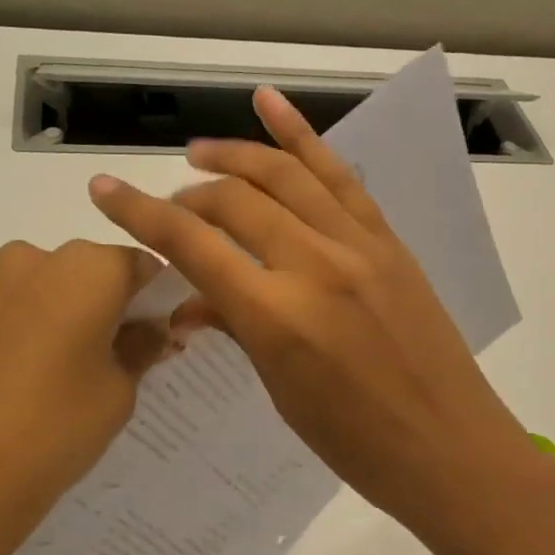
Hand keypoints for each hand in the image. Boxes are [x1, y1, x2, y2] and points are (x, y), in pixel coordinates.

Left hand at [0, 240, 171, 554]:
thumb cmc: (52, 428)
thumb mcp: (118, 391)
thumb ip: (141, 348)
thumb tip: (152, 328)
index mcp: (87, 267)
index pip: (143, 266)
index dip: (159, 300)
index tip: (163, 337)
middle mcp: (36, 258)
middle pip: (95, 272)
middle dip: (115, 306)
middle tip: (124, 359)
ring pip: (54, 289)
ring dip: (74, 316)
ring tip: (75, 376)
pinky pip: (18, 308)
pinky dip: (37, 329)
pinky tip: (35, 380)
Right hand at [88, 86, 538, 539]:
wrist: (449, 448)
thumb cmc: (356, 443)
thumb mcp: (281, 391)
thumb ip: (237, 328)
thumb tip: (192, 302)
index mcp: (277, 316)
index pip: (193, 246)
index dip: (140, 214)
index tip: (104, 190)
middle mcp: (314, 265)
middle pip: (235, 200)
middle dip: (190, 194)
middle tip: (172, 206)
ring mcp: (357, 245)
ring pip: (285, 175)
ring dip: (236, 154)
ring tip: (200, 151)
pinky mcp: (387, 240)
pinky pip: (340, 176)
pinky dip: (302, 136)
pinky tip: (270, 106)